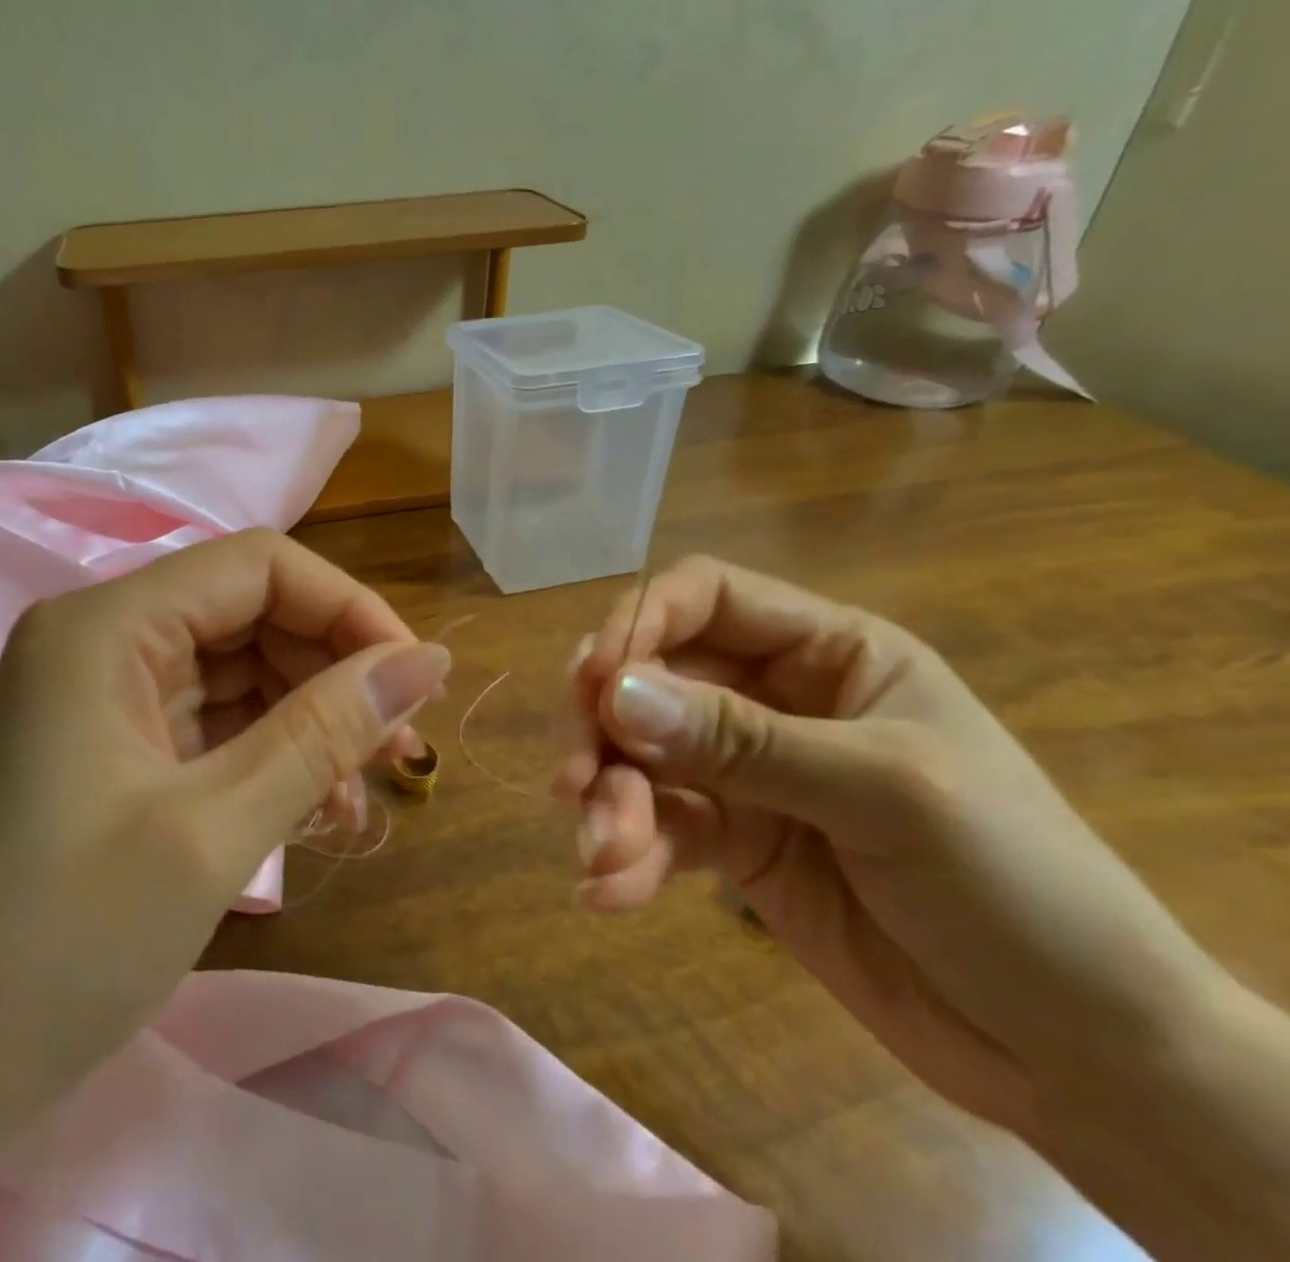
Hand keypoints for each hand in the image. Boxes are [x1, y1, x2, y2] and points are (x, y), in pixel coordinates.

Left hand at [0, 529, 448, 1159]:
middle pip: (249, 614)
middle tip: (399, 750)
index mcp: (107, 625)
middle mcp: (99, 640)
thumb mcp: (214, 833)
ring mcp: (99, 697)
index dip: (348, 608)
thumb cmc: (56, 950)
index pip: (259, 566)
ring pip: (236, 671)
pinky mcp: (106, 751)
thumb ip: (325, 731)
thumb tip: (428, 661)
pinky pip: (209, 723)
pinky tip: (312, 808)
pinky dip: (267, 754)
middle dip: (333, 670)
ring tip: (362, 792)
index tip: (415, 682)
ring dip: (307, 719)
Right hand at [557, 556, 1225, 1132]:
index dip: (640, 621)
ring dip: (609, 800)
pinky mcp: (734, 842)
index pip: (706, 598)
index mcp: (829, 652)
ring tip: (601, 852)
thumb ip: (740, 740)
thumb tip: (612, 693)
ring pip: (642, 756)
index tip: (592, 681)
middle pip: (652, 678)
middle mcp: (776, 698)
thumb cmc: (1017, 888)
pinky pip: (659, 827)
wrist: (1084, 1059)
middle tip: (574, 779)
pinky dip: (626, 853)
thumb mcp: (883, 793)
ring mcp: (748, 773)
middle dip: (605, 727)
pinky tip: (607, 892)